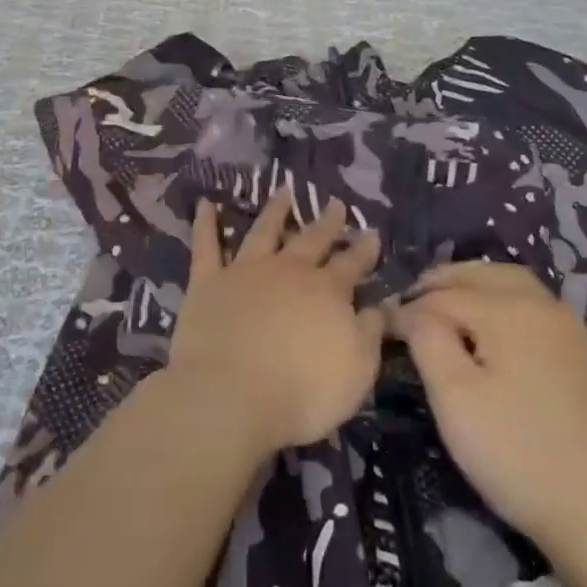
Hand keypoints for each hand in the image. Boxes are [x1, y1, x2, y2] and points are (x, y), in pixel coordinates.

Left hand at [164, 191, 384, 454]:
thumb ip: (369, 333)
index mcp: (326, 291)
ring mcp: (245, 271)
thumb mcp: (357, 370)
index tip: (370, 232)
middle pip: (311, 240)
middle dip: (326, 222)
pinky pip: (206, 246)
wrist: (231, 395)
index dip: (363, 249)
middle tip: (335, 203)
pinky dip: (206, 223)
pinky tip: (206, 204)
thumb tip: (380, 305)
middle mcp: (288, 271)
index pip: (351, 264)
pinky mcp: (208, 282)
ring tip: (284, 191)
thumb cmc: (302, 392)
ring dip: (275, 211)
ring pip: (263, 231)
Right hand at [389, 262, 586, 554]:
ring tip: (447, 308)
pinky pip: (532, 305)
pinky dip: (502, 301)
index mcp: (508, 309)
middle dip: (442, 282)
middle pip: (480, 274)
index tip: (382, 328)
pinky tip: (491, 331)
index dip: (407, 309)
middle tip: (411, 304)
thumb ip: (427, 339)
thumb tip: (409, 310)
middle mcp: (541, 304)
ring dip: (474, 285)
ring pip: (511, 283)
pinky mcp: (582, 354)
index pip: (442, 295)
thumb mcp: (454, 397)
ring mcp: (568, 328)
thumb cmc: (516, 453)